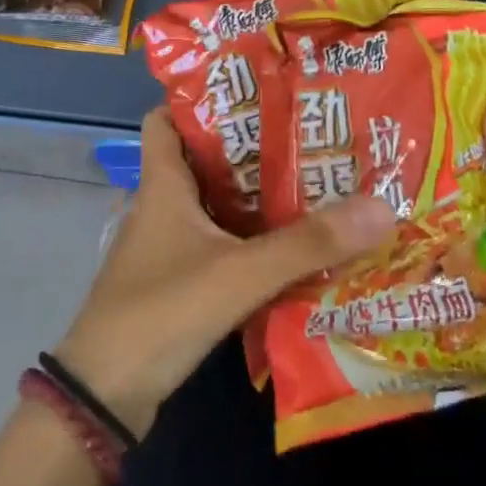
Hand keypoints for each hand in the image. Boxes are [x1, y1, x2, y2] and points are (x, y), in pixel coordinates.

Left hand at [54, 108, 395, 437]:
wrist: (104, 397)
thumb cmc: (161, 312)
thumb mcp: (238, 274)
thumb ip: (307, 245)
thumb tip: (381, 206)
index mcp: (162, 185)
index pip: (165, 118)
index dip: (198, 98)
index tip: (252, 88)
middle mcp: (161, 206)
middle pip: (202, 158)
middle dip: (249, 145)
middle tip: (305, 133)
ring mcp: (166, 246)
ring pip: (213, 203)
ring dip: (253, 194)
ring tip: (311, 179)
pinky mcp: (176, 281)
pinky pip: (217, 243)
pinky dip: (248, 238)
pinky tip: (290, 244)